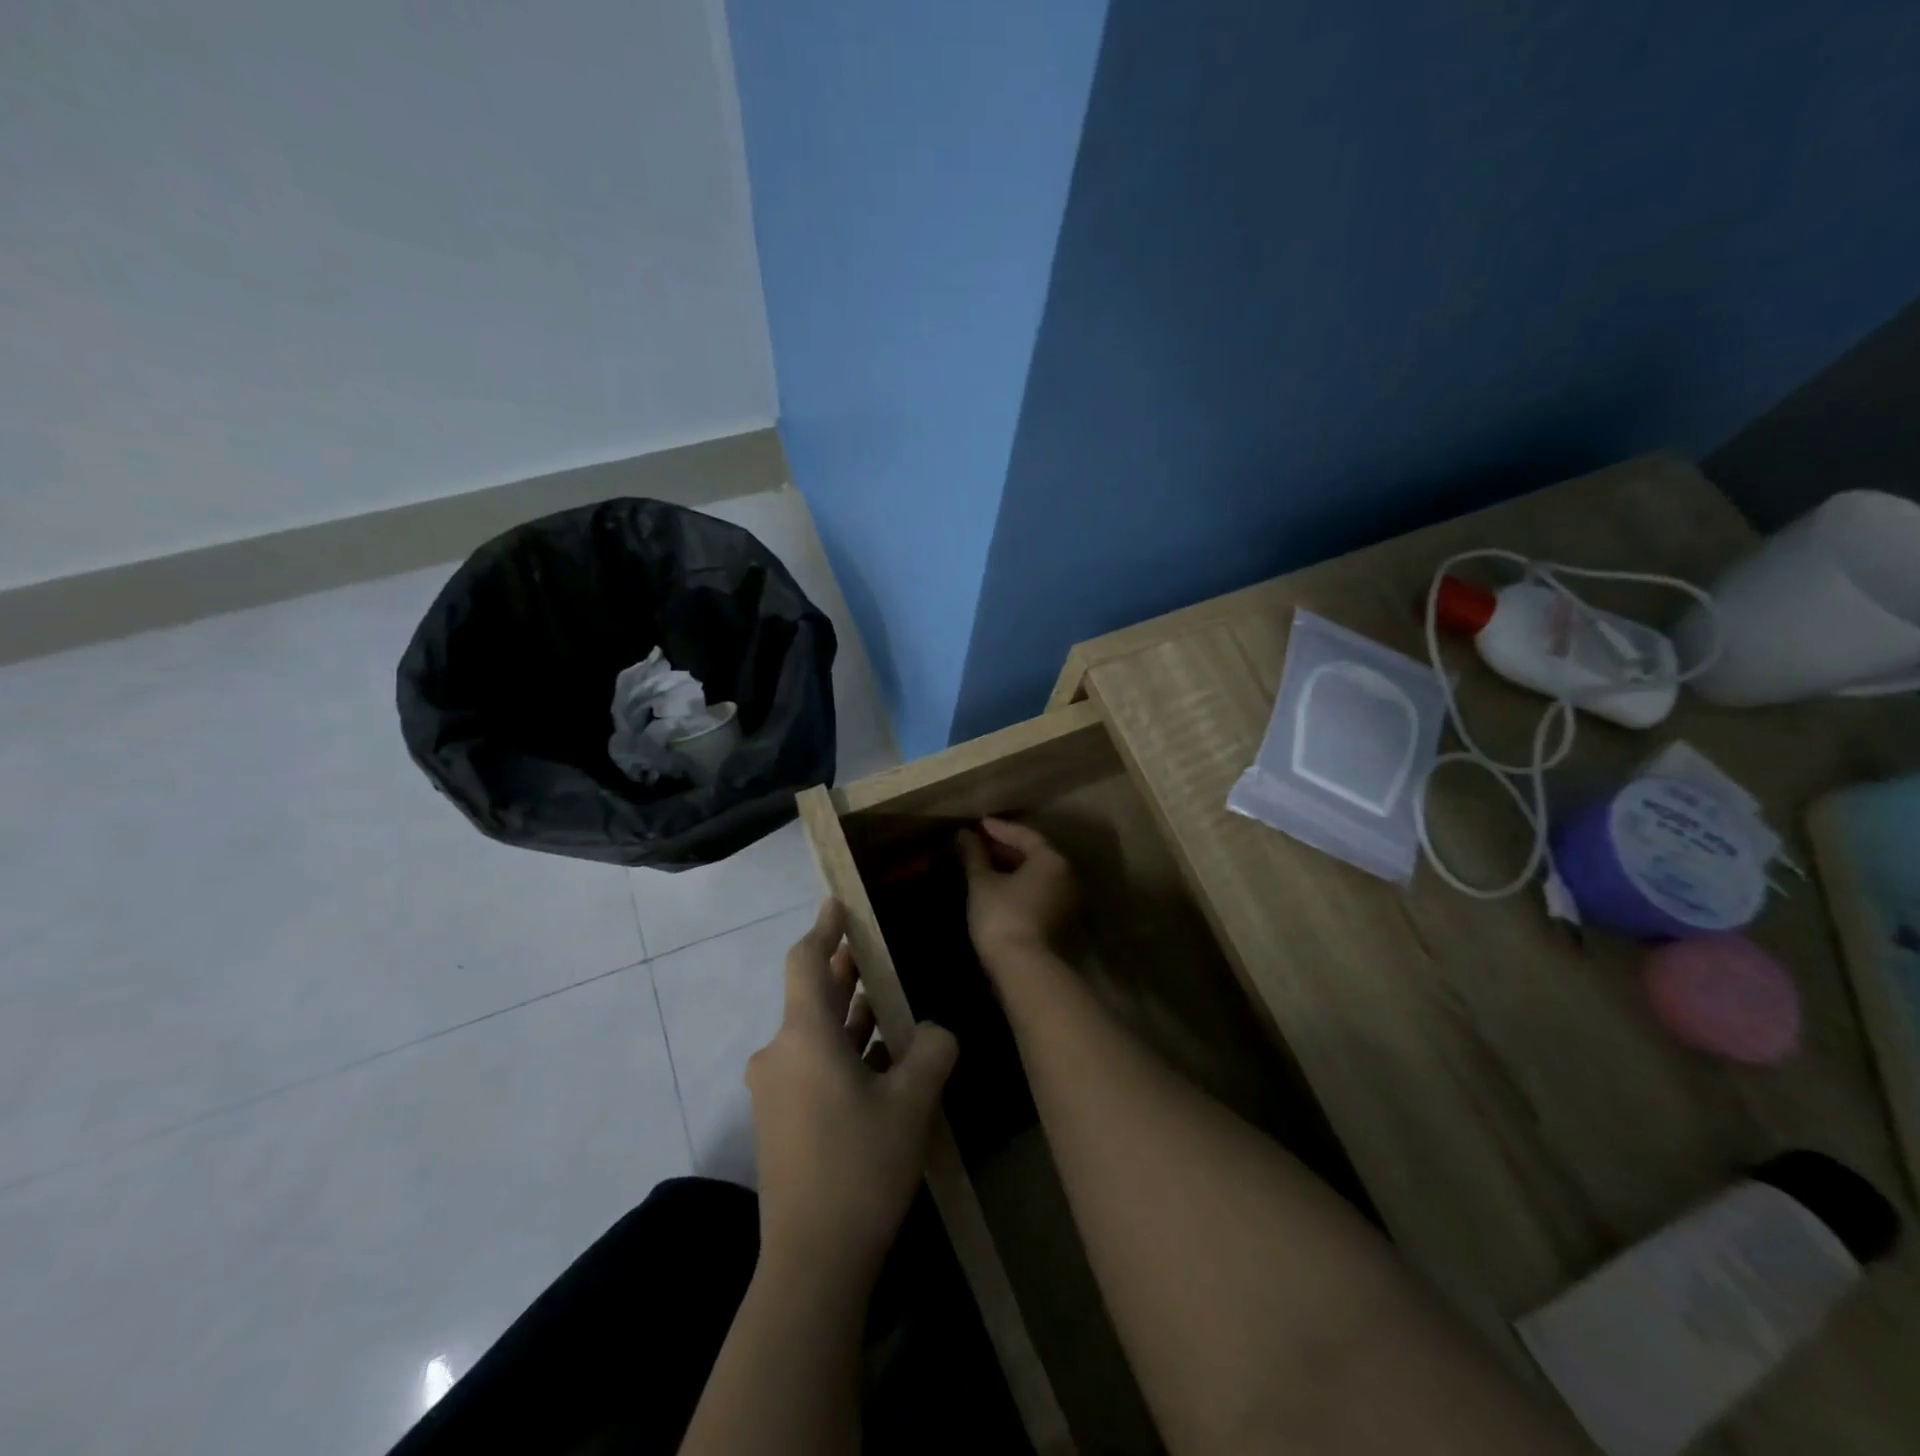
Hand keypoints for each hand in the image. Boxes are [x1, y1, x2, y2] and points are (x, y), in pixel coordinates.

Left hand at [746, 900, 957, 1285]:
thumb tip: (937, 1032)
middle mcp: (780, 1053)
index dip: (824, 927)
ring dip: (850, 1013)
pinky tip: (880, 1057)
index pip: (806, 961)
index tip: (839, 901)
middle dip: (847, 969)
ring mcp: (776, 1089)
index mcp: (803, 1035)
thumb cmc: (860, 1166)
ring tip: (889, 997)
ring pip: (815, 1032)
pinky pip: (813, 1064)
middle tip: (880, 946)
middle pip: (813, 994)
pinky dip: (843, 1049)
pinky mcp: (781, 1120)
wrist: (811, 1263)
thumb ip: (932, 1052)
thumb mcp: (911, 1103)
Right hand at [956, 817, 1078, 970]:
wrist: (1024, 968)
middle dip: (1005, 848)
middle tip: (979, 843)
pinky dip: (1020, 886)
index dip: (999, 828)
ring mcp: (1068, 901)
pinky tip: (999, 888)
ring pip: (1037, 875)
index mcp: (1051, 860)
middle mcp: (1067, 876)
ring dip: (1012, 868)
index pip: (1024, 835)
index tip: (978, 824)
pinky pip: (1039, 892)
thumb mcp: (982, 883)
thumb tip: (965, 835)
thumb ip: (974, 855)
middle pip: (1034, 854)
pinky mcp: (1061, 922)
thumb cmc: (1002, 916)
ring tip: (985, 864)